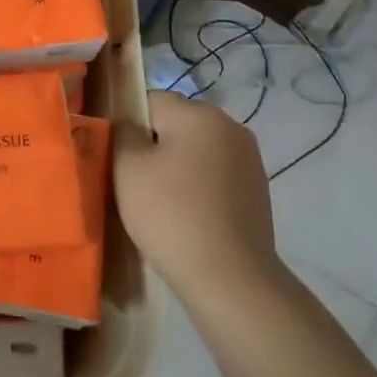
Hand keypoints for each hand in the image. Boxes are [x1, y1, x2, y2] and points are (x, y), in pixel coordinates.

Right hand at [114, 90, 279, 310]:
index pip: (151, 100)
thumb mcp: (127, 167)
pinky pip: (216, 174)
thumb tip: (129, 124)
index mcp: (198, 113)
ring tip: (163, 204)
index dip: (129, 126)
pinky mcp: (258, 189)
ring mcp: (249, 158)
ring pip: (197, 150)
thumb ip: (123, 133)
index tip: (119, 159)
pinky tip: (189, 216)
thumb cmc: (170, 213)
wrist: (229, 276)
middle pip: (177, 124)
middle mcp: (230, 125)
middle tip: (136, 183)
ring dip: (179, 168)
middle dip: (155, 146)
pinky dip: (200, 187)